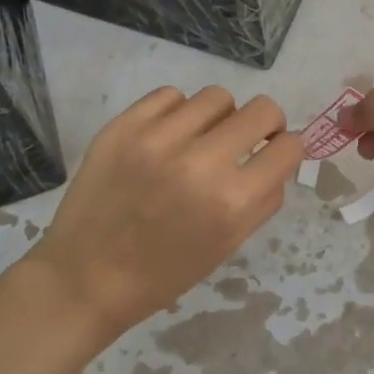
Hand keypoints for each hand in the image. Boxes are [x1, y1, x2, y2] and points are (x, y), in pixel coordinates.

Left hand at [27, 86, 303, 339]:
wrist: (85, 278)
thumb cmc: (164, 273)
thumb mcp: (227, 245)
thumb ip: (262, 198)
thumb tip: (279, 156)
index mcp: (232, 203)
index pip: (288, 147)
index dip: (286, 148)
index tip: (273, 152)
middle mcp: (201, 163)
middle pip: (262, 109)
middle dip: (264, 123)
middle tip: (246, 139)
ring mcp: (159, 139)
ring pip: (217, 96)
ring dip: (218, 117)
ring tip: (199, 139)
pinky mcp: (124, 126)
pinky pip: (171, 95)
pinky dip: (177, 112)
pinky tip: (166, 137)